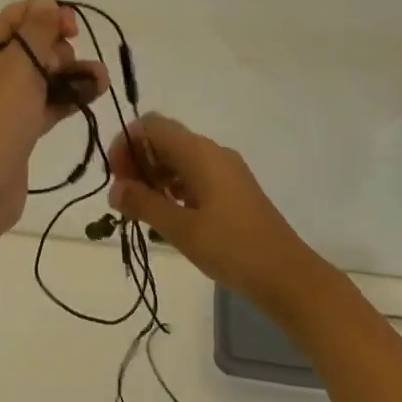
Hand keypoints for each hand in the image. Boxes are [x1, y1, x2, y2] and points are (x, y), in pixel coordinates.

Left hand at [0, 0, 106, 236]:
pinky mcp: (20, 128)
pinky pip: (49, 102)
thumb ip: (37, 32)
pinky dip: (70, 97)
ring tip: (102, 81)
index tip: (74, 30)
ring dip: (74, 74)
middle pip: (36, 44)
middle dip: (64, 48)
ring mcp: (7, 101)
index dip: (49, 14)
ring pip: (46, 75)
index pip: (20, 15)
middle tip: (76, 65)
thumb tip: (49, 6)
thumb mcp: (18, 66)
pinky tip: (93, 96)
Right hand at [106, 114, 334, 317]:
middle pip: (165, 139)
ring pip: (179, 158)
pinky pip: (195, 174)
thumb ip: (144, 204)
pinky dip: (174, 186)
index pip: (152, 126)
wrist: (288, 276)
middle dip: (138, 161)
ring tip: (142, 210)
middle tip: (125, 198)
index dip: (127, 143)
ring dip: (155, 175)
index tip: (115, 178)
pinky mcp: (233, 189)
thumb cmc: (232, 248)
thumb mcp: (181, 229)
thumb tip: (114, 189)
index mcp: (200, 152)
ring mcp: (226, 170)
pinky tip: (168, 215)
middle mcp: (212, 152)